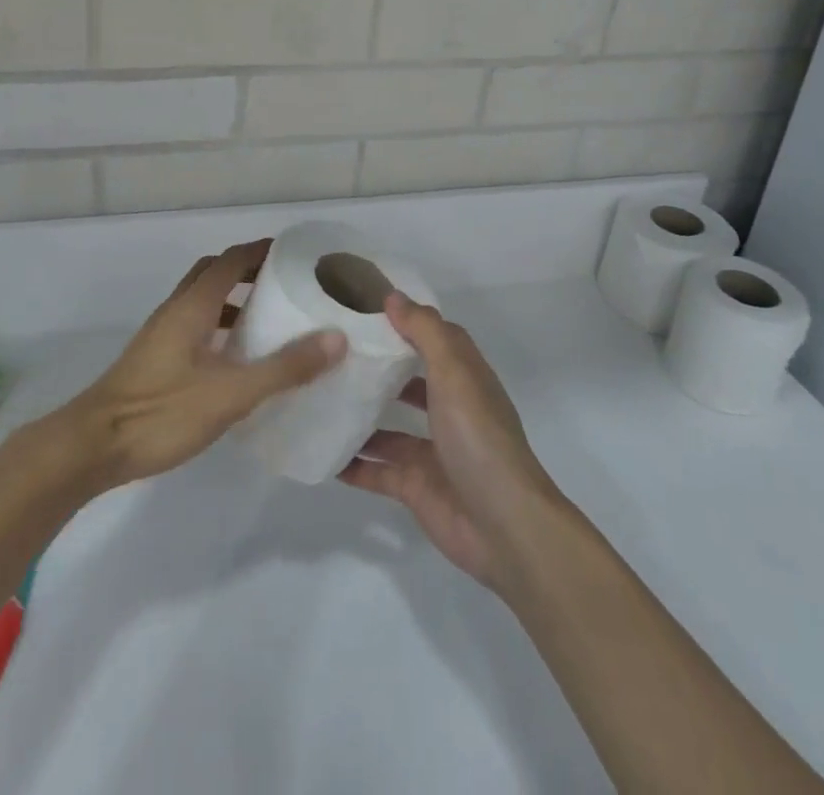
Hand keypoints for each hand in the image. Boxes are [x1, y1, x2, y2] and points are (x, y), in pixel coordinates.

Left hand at [65, 241, 347, 489]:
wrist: (91, 448)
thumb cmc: (161, 412)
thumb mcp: (231, 393)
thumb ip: (284, 367)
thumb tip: (336, 338)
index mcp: (192, 305)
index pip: (231, 260)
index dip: (261, 250)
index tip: (295, 254)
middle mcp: (175, 311)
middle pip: (213, 273)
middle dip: (248, 271)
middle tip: (285, 284)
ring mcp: (160, 336)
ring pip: (201, 301)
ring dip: (232, 301)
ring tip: (268, 321)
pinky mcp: (154, 361)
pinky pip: (193, 327)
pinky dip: (218, 328)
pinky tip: (234, 362)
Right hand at [338, 294, 562, 593]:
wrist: (504, 527)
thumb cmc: (479, 438)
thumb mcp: (453, 374)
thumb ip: (424, 332)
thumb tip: (393, 297)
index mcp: (464, 378)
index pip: (435, 338)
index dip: (407, 321)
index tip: (364, 308)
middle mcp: (449, 410)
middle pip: (410, 381)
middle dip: (378, 369)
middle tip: (332, 354)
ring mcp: (431, 450)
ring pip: (389, 428)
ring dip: (360, 416)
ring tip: (318, 399)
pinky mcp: (415, 486)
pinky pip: (377, 470)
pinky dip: (352, 464)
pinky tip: (321, 453)